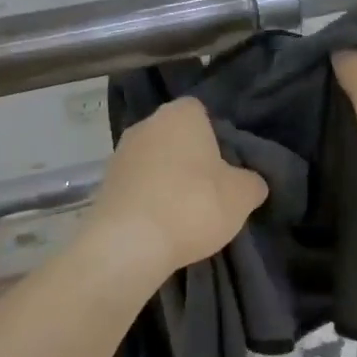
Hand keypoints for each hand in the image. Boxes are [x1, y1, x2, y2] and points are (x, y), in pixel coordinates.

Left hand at [85, 97, 267, 278]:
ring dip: (167, 180)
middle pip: (175, 136)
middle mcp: (146, 124)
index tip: (226, 165)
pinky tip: (161, 224)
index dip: (216, 136)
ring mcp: (120, 153)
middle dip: (190, 157)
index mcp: (180, 114)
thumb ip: (252, 181)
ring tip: (185, 213)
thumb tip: (252, 181)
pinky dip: (148, 199)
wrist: (128, 244)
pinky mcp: (104, 185)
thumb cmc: (193, 205)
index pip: (202, 112)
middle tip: (210, 189)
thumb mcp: (242, 196)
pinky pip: (136, 185)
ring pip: (154, 161)